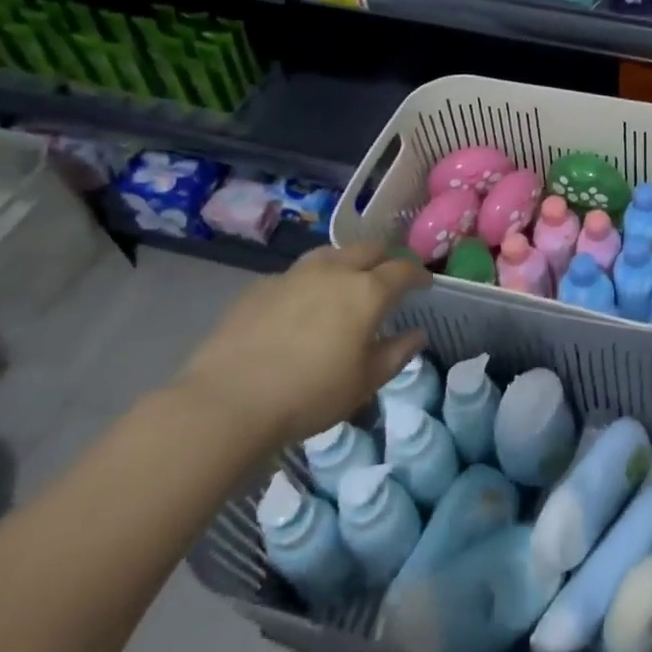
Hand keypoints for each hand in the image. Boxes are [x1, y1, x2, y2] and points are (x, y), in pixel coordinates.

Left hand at [174, 241, 430, 452]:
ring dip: (346, 262)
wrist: (227, 402)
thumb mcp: (364, 383)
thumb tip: (417, 335)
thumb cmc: (309, 395)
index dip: (418, 274)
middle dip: (384, 259)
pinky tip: (301, 305)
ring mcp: (294, 275)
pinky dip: (309, 282)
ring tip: (345, 282)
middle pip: (368, 249)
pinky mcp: (260, 287)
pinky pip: (295, 275)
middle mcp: (334, 272)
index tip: (425, 284)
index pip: (403, 269)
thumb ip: (396, 354)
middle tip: (388, 278)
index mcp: (367, 291)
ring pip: (330, 254)